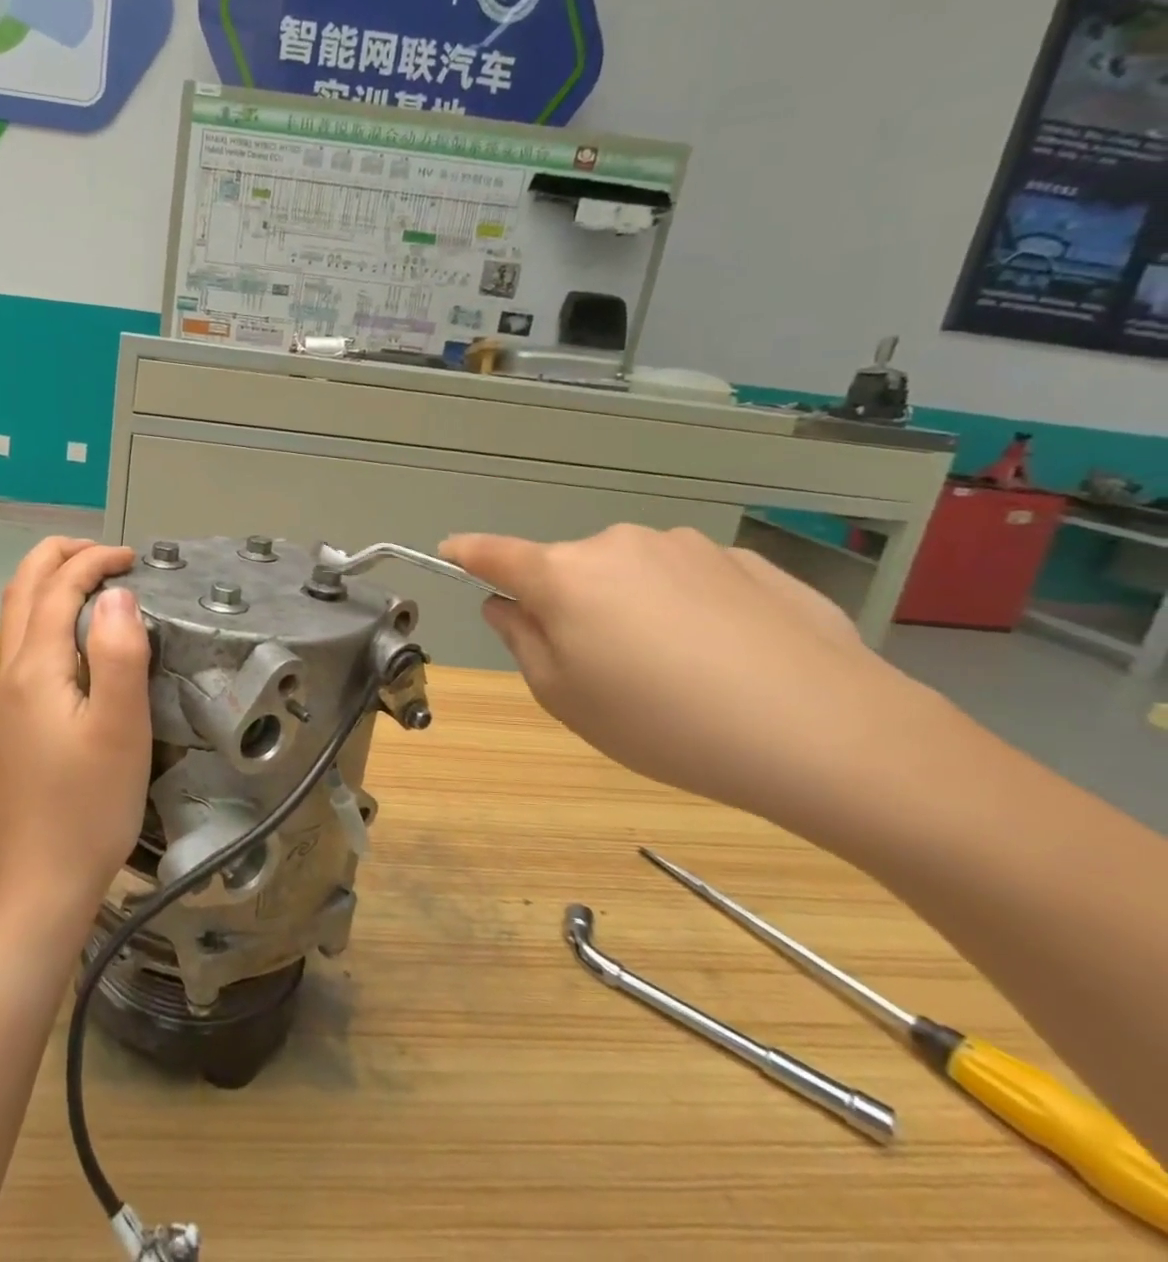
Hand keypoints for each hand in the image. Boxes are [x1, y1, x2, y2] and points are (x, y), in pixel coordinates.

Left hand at [0, 538, 151, 934]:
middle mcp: (9, 675)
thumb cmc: (90, 806)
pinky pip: (23, 647)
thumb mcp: (121, 728)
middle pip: (21, 590)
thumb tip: (118, 594)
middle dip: (59, 557)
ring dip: (50, 584)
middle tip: (106, 555)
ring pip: (16, 618)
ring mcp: (5, 701)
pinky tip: (80, 642)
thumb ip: (121, 654)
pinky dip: (48, 617)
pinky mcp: (12, 723)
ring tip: (95, 585)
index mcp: (34, 669)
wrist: (42, 882)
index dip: (94, 561)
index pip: (57, 588)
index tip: (134, 559)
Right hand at [442, 526, 945, 818]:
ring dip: (631, 608)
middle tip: (599, 669)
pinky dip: (687, 611)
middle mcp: (619, 545)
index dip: (467, 553)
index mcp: (565, 576)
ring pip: (633, 574)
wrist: (826, 732)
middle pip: (571, 570)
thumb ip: (522, 641)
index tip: (451, 551)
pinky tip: (727, 660)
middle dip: (569, 606)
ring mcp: (688, 547)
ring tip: (677, 672)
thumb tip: (508, 605)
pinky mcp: (748, 561)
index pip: (495, 554)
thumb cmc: (664, 723)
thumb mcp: (566, 699)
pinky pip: (690, 582)